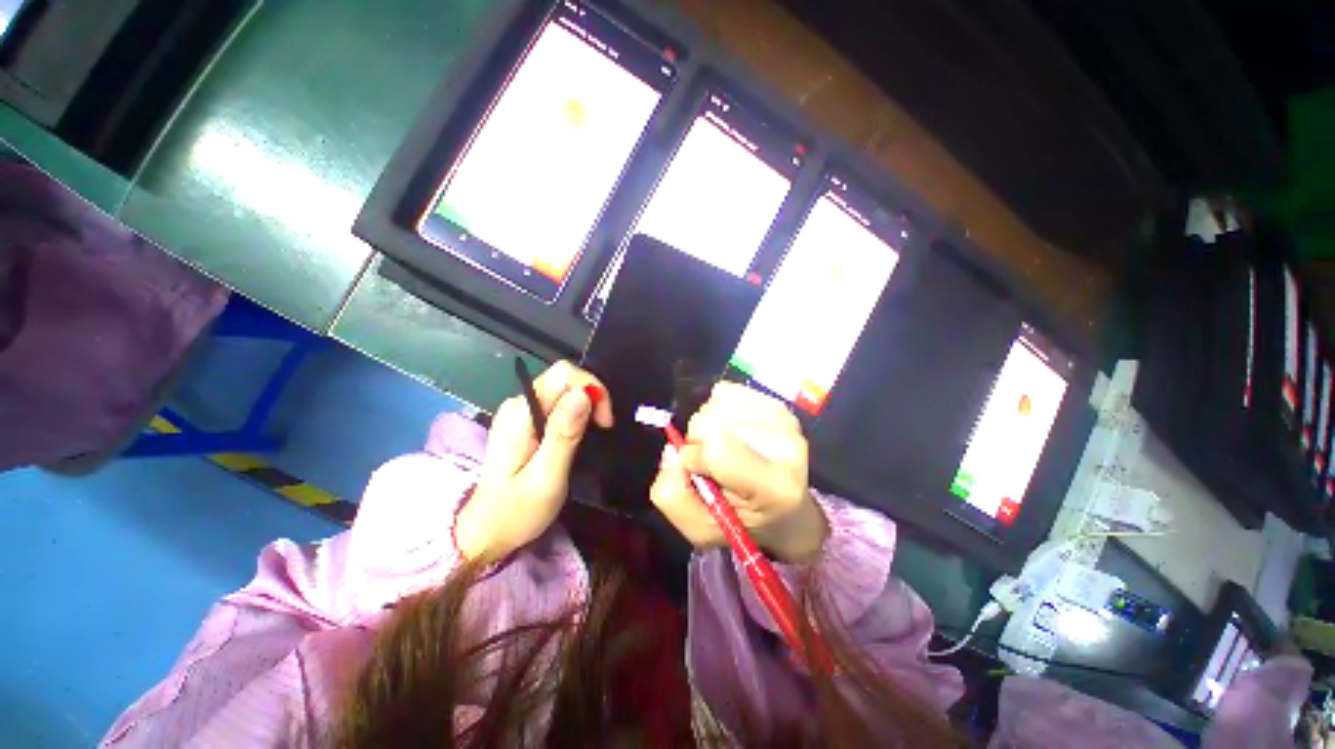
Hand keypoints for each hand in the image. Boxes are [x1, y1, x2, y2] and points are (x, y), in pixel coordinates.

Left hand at [456, 361, 613, 562]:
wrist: (487, 532)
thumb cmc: (516, 511)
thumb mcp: (547, 477)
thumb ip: (564, 434)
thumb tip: (584, 394)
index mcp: (520, 412)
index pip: (564, 375)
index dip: (592, 389)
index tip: (604, 422)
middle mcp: (519, 404)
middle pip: (564, 379)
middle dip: (592, 396)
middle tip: (603, 428)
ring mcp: (521, 411)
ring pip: (564, 390)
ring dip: (587, 406)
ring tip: (594, 435)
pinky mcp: (526, 421)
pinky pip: (559, 403)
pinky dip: (578, 413)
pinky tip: (580, 435)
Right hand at [650, 382, 827, 562]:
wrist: (787, 512)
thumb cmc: (741, 522)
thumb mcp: (699, 529)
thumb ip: (673, 495)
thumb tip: (672, 449)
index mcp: (773, 489)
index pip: (717, 448)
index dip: (694, 457)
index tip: (697, 471)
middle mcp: (788, 448)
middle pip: (711, 420)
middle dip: (698, 441)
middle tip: (713, 465)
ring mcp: (786, 421)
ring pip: (715, 404)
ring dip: (709, 425)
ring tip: (725, 450)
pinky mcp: (779, 403)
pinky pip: (726, 391)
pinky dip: (719, 409)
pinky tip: (732, 430)